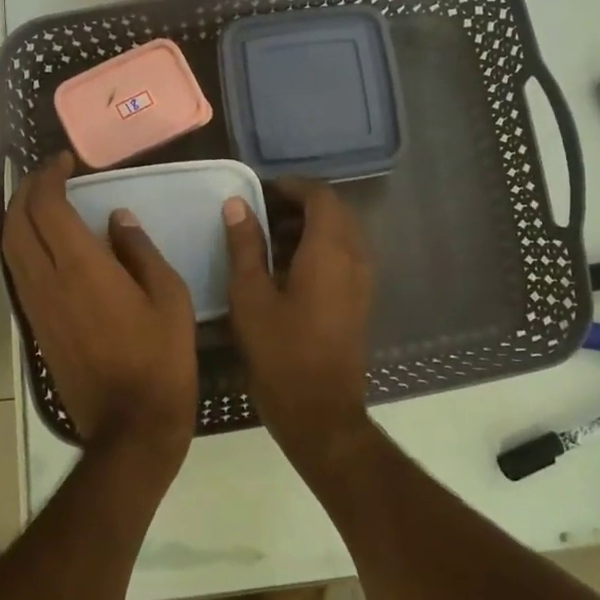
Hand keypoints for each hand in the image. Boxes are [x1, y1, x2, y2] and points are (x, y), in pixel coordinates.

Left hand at [2, 154, 197, 468]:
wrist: (131, 423)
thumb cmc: (161, 358)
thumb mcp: (169, 297)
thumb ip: (140, 252)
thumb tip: (117, 220)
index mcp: (82, 268)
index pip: (47, 207)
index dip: (49, 176)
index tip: (65, 161)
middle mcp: (48, 281)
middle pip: (17, 223)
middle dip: (26, 190)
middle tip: (49, 174)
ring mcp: (36, 306)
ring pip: (9, 248)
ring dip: (18, 217)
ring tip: (40, 200)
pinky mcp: (36, 327)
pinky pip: (17, 273)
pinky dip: (21, 245)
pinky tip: (42, 243)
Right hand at [222, 178, 373, 468]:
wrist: (321, 412)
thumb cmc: (280, 353)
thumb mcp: (251, 297)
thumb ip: (245, 246)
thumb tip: (237, 205)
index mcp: (330, 250)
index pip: (320, 196)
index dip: (291, 187)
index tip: (260, 191)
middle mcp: (355, 257)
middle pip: (335, 211)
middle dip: (300, 204)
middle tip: (261, 213)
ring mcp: (362, 280)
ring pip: (341, 234)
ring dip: (310, 226)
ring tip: (268, 239)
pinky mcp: (360, 300)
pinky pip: (344, 256)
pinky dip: (319, 248)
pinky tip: (287, 268)